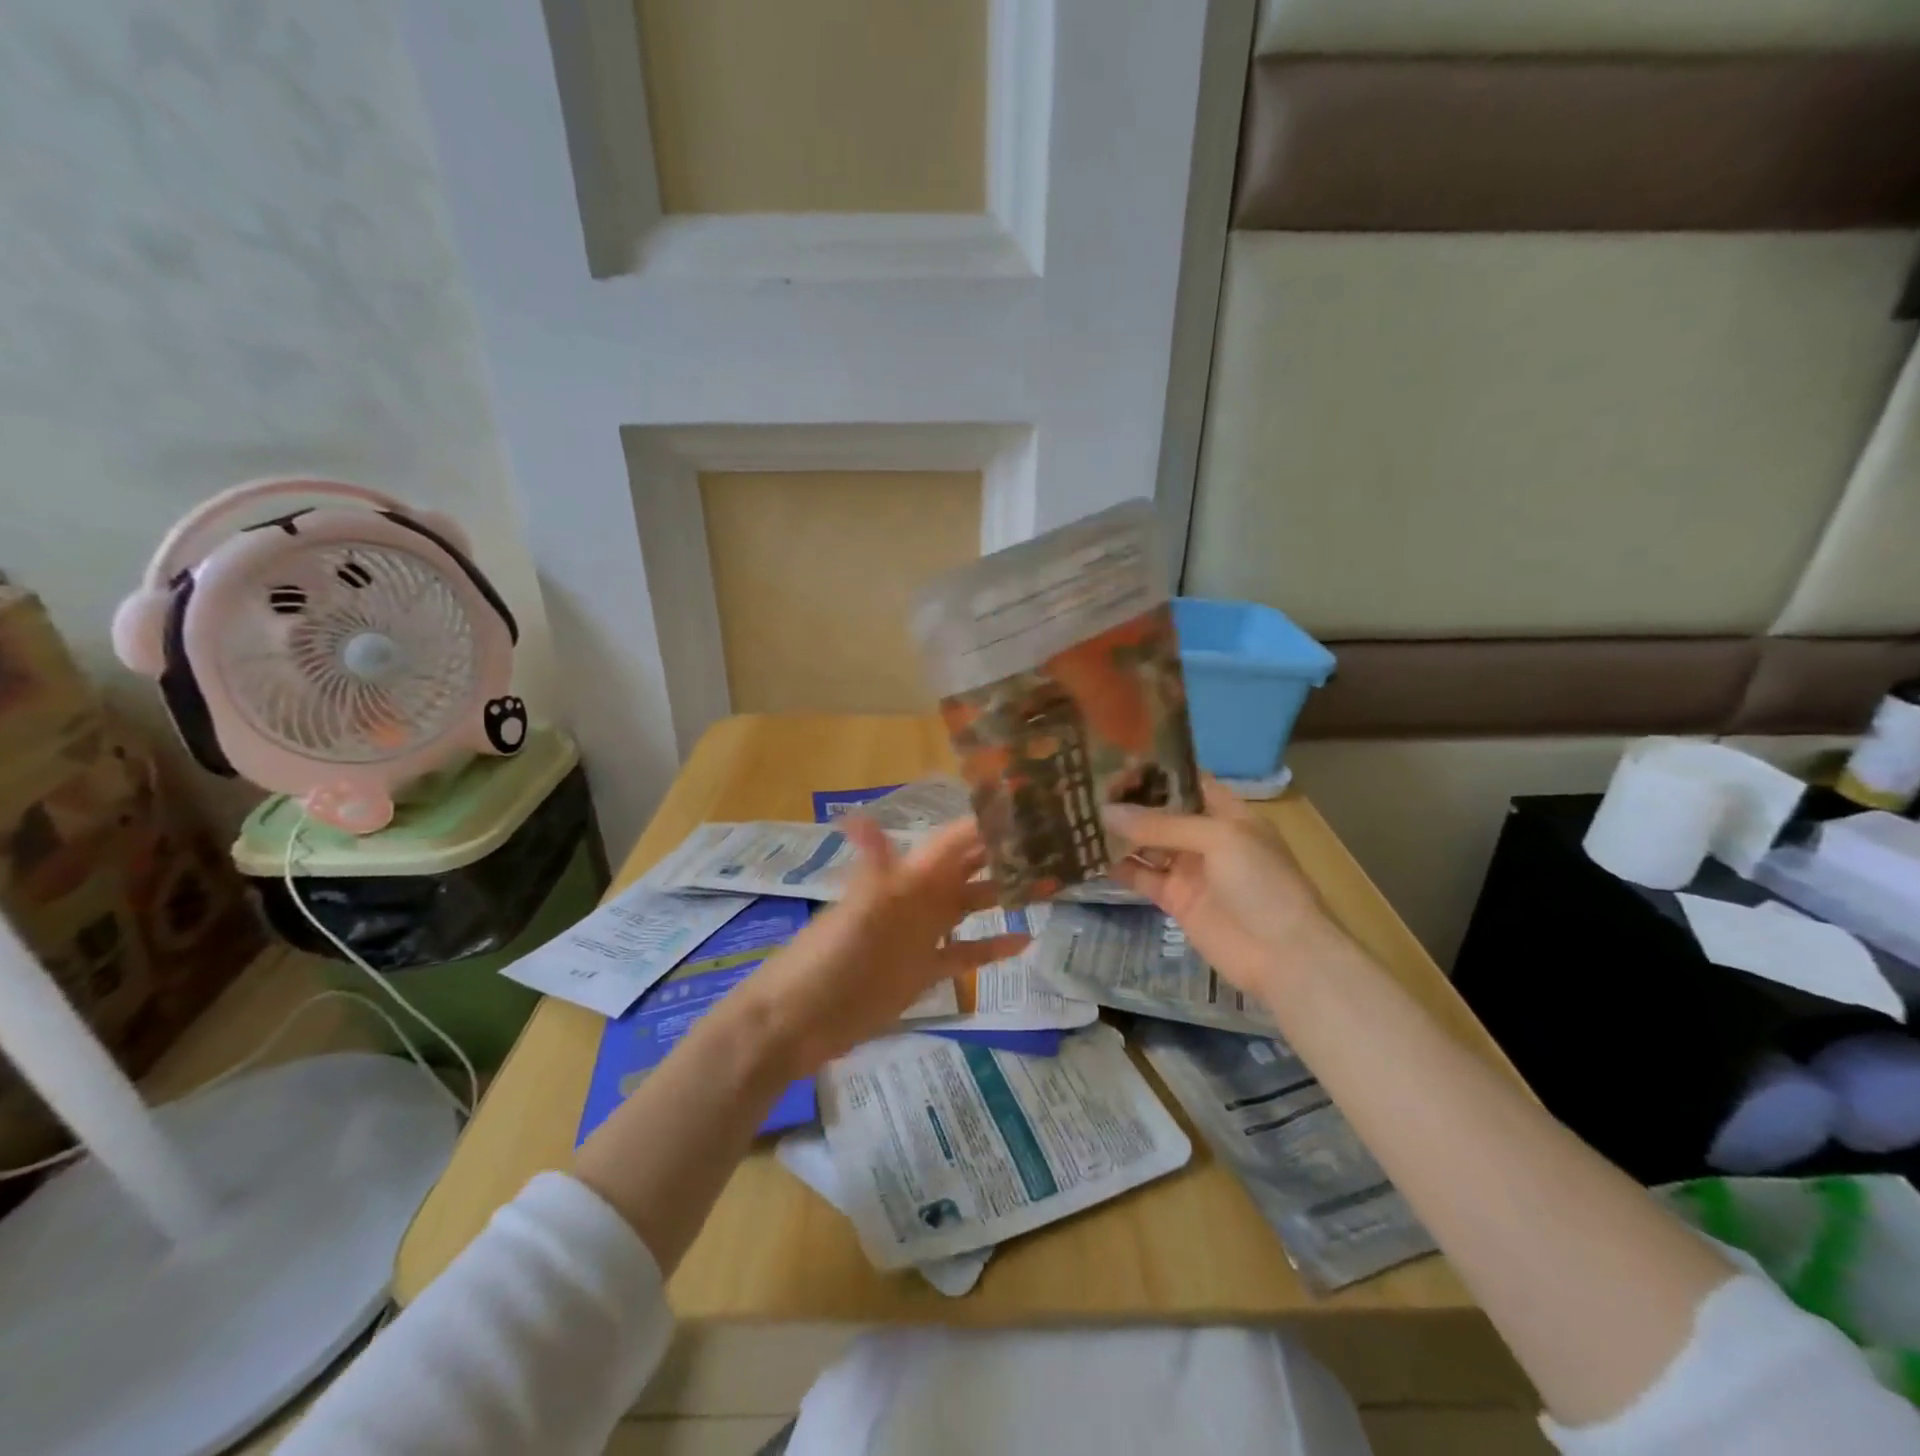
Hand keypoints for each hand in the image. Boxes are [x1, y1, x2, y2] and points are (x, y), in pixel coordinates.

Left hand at [748, 816, 1027, 1073]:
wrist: (797, 1021)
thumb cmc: (827, 959)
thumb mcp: (855, 912)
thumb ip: (872, 867)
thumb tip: (859, 815)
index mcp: (906, 878)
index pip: (953, 842)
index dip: (987, 825)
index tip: (1031, 812)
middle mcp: (918, 899)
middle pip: (967, 870)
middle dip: (1004, 856)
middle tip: (1053, 847)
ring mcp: (922, 935)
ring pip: (970, 907)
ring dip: (1003, 896)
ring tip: (1048, 886)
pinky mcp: (923, 971)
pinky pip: (964, 953)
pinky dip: (992, 947)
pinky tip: (1024, 941)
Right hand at [1103, 777, 1349, 997]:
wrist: (1284, 956)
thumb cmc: (1262, 883)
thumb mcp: (1218, 839)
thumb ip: (1161, 825)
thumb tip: (1107, 812)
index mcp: (1227, 812)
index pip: (1186, 781)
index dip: (1154, 770)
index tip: (1114, 761)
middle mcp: (1205, 836)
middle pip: (1161, 811)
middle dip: (1129, 801)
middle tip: (1088, 790)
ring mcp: (1189, 869)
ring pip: (1146, 843)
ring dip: (1119, 833)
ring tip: (1081, 818)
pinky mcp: (1175, 899)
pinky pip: (1142, 877)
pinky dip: (1119, 867)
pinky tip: (1091, 857)